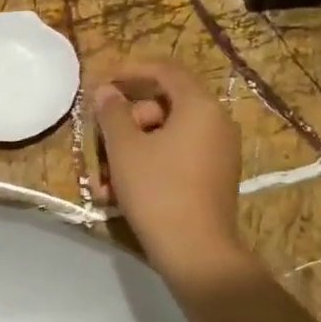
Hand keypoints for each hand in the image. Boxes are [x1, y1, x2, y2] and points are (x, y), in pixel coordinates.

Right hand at [91, 61, 246, 283]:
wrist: (196, 251)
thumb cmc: (158, 190)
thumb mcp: (125, 149)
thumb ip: (112, 113)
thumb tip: (105, 90)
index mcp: (199, 107)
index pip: (165, 70)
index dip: (130, 71)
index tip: (102, 81)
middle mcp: (216, 123)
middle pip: (164, 105)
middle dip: (127, 121)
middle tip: (102, 141)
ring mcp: (219, 152)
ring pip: (166, 136)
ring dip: (133, 149)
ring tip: (105, 180)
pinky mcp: (214, 177)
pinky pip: (177, 157)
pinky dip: (150, 165)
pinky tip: (122, 192)